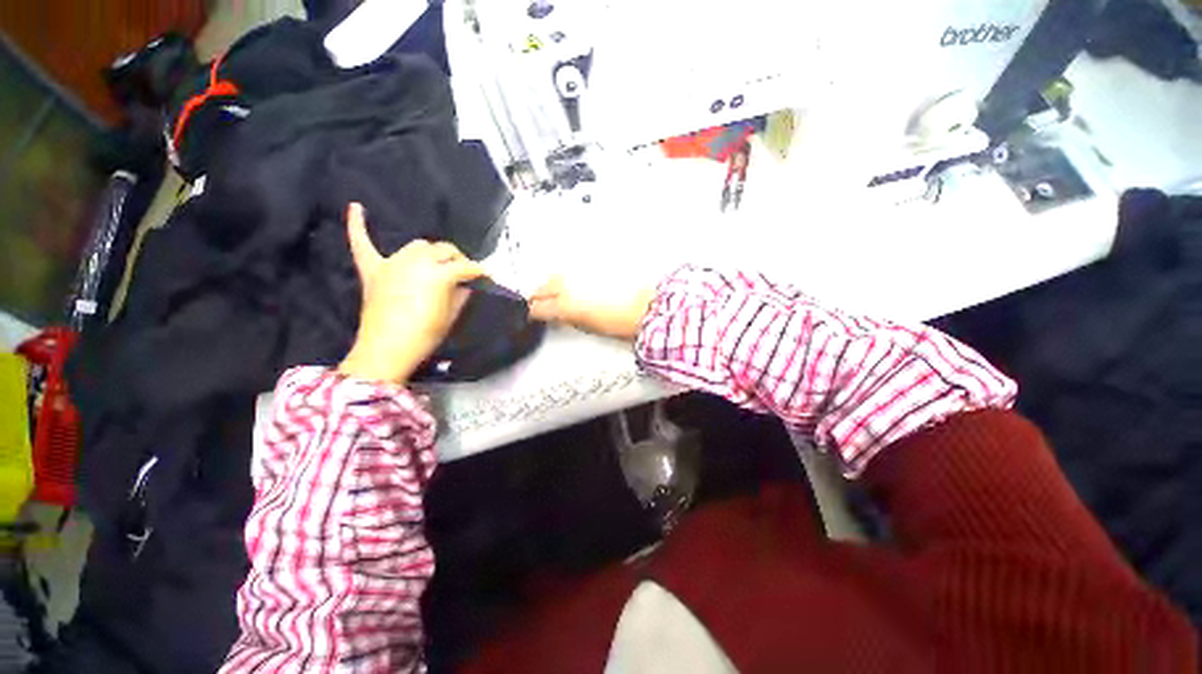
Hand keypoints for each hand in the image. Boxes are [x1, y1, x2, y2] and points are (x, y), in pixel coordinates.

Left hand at [338, 203, 484, 383]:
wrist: (386, 352)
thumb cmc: (424, 336)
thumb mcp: (451, 317)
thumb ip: (461, 295)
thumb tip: (467, 285)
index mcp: (439, 275)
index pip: (466, 267)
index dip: (480, 271)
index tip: (487, 275)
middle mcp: (417, 262)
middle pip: (443, 250)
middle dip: (457, 258)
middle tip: (464, 271)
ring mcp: (392, 264)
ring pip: (417, 245)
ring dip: (431, 251)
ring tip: (437, 262)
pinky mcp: (373, 270)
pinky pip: (362, 243)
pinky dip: (358, 225)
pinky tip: (357, 207)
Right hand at [528, 274, 655, 340]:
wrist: (645, 306)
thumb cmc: (620, 322)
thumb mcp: (589, 328)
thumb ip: (569, 320)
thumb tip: (560, 317)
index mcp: (565, 304)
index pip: (539, 307)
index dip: (534, 312)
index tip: (535, 315)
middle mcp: (569, 285)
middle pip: (543, 287)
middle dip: (539, 295)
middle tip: (541, 303)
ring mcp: (580, 273)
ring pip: (557, 275)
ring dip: (552, 284)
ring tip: (557, 292)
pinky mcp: (592, 266)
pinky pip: (574, 271)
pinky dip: (570, 278)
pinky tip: (576, 284)